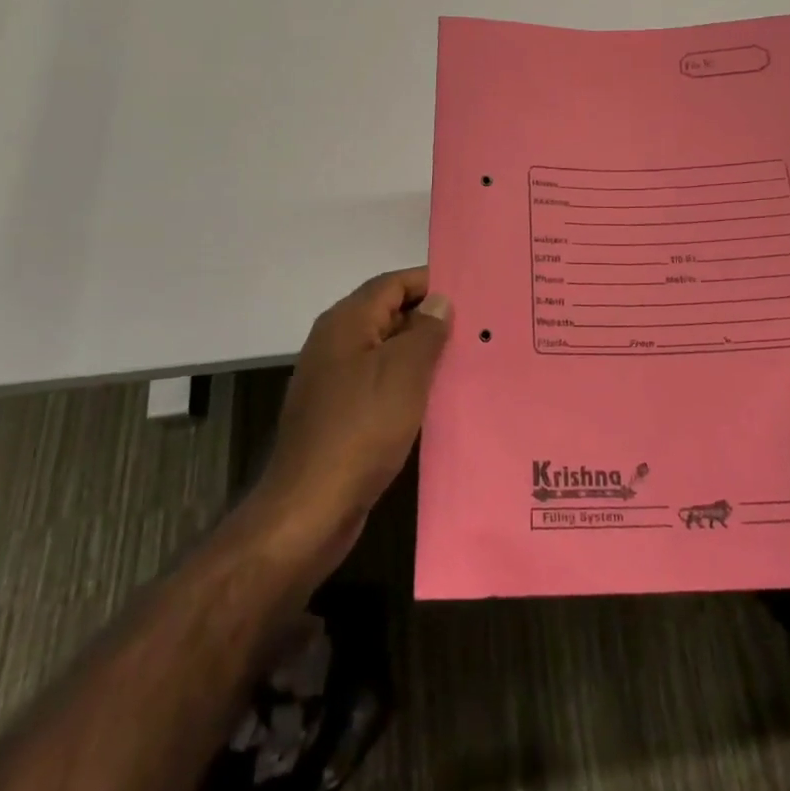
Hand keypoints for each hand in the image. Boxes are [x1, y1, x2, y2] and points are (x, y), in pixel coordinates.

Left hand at [246, 267, 451, 575]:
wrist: (310, 508)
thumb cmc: (360, 429)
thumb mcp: (404, 372)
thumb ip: (425, 331)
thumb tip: (439, 301)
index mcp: (346, 322)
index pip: (393, 283)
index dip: (431, 282)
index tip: (472, 291)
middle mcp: (336, 342)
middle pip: (389, 314)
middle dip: (431, 318)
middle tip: (479, 326)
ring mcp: (335, 380)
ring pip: (387, 351)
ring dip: (423, 353)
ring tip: (468, 359)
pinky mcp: (340, 414)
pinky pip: (381, 383)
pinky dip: (409, 383)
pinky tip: (438, 398)